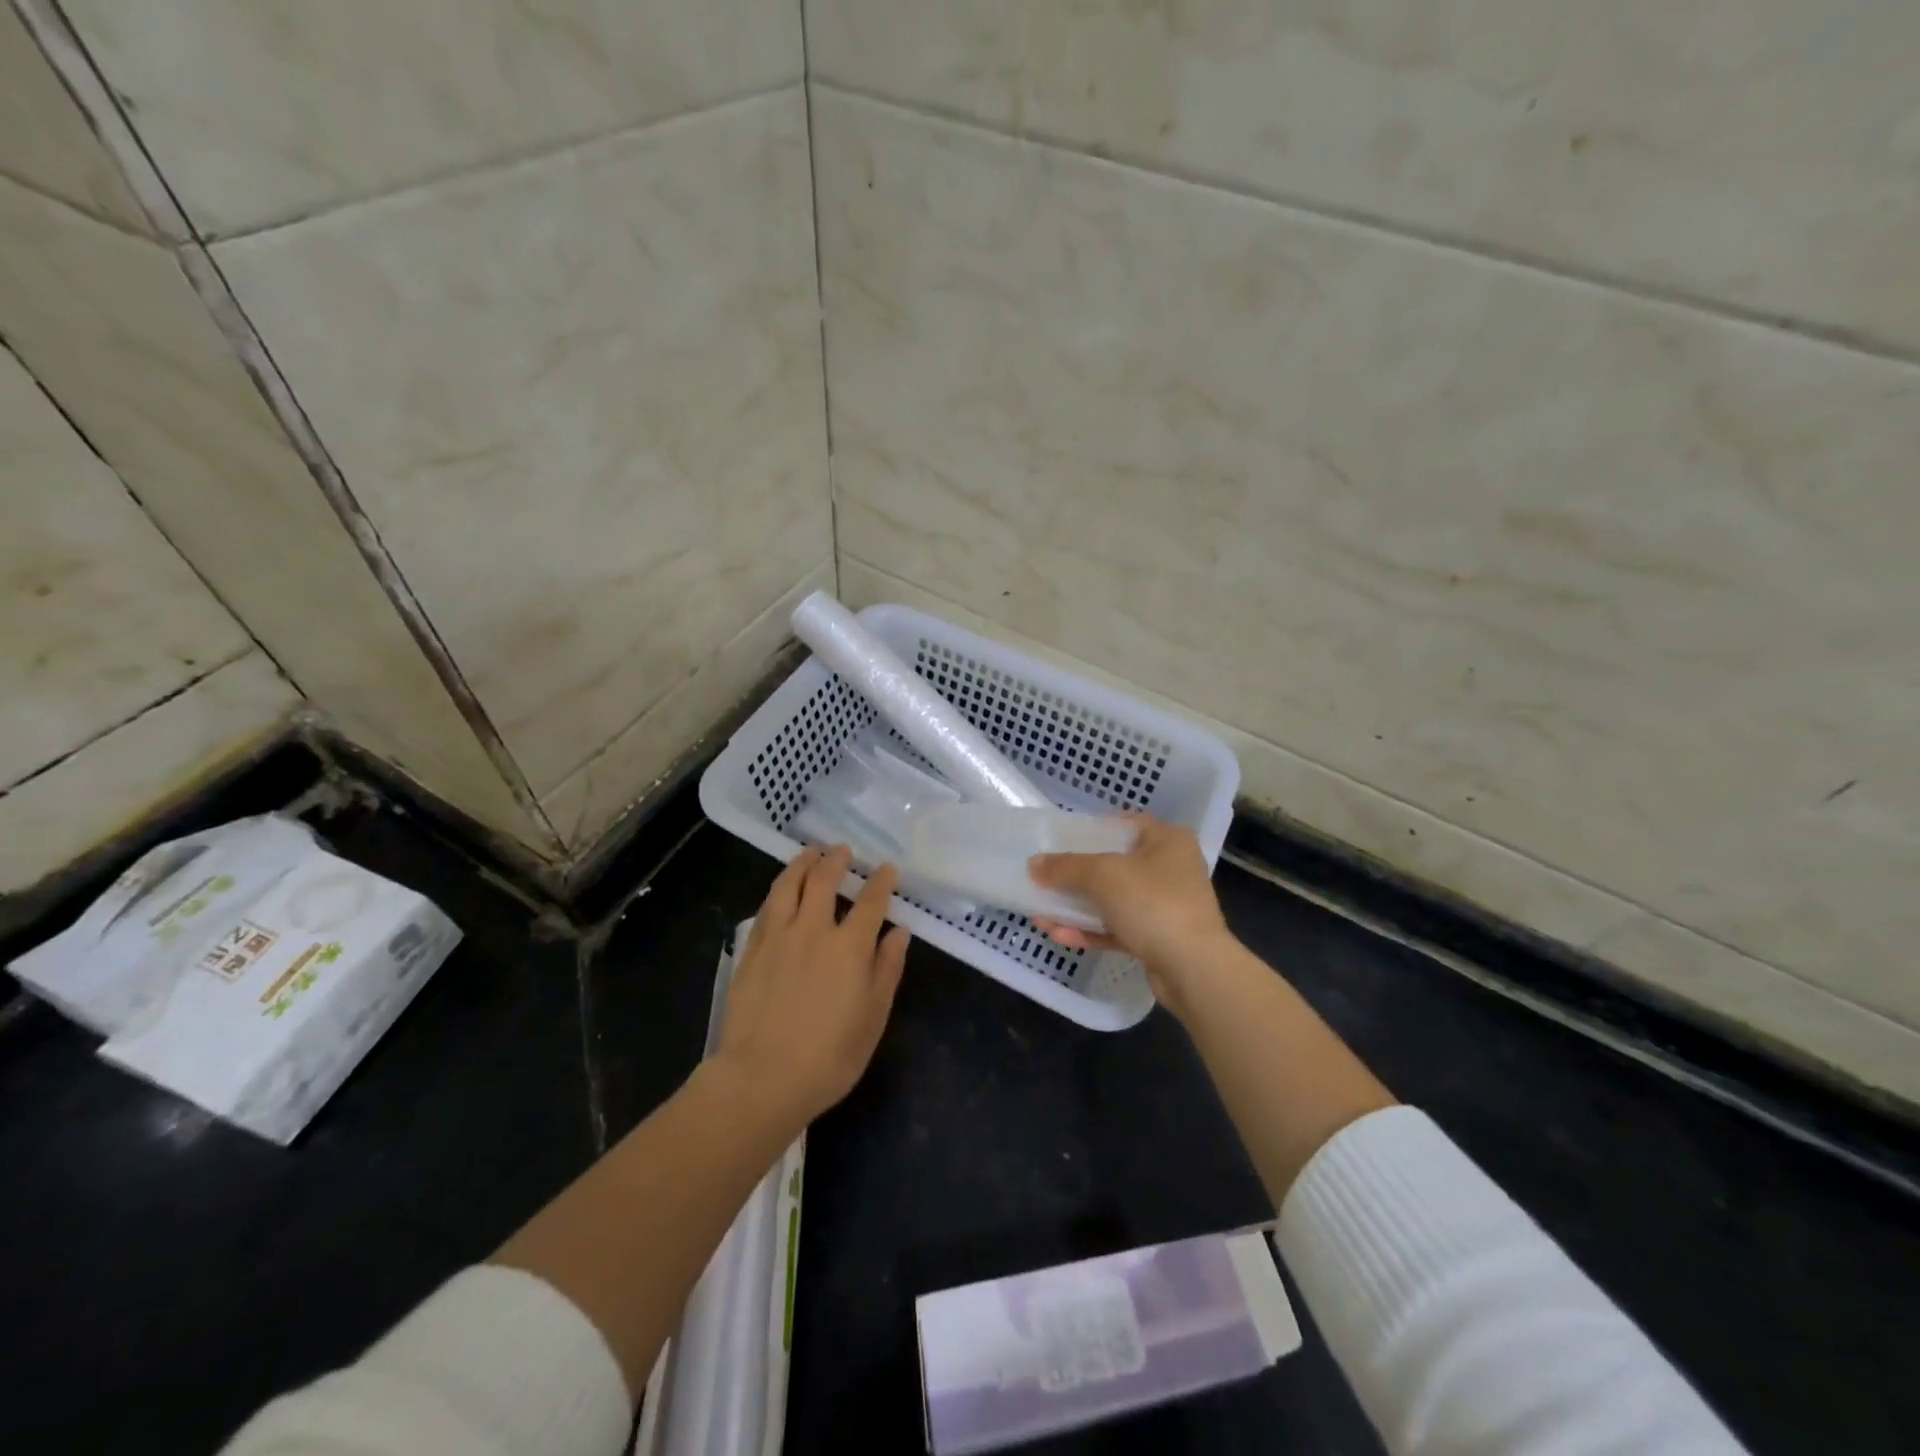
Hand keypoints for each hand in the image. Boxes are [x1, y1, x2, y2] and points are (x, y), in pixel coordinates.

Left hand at [714, 845, 909, 1133]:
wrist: (761, 1078)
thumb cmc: (829, 1057)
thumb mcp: (872, 1019)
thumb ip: (887, 970)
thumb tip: (899, 932)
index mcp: (849, 948)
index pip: (870, 902)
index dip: (880, 881)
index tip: (886, 868)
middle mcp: (813, 931)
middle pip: (823, 881)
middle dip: (836, 860)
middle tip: (842, 850)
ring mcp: (778, 938)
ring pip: (788, 886)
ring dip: (802, 864)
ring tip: (810, 853)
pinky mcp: (751, 951)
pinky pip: (766, 908)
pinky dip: (778, 890)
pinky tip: (781, 889)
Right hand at [1029, 815, 1234, 1017]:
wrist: (1194, 969)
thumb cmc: (1153, 903)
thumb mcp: (1103, 875)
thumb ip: (1065, 867)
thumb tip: (1034, 865)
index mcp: (1167, 840)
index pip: (1124, 824)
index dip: (1091, 830)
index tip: (1061, 840)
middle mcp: (1171, 868)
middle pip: (1114, 864)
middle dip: (1075, 875)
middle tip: (1045, 878)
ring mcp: (1166, 906)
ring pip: (1113, 900)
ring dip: (1077, 907)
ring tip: (1041, 912)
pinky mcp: (1158, 938)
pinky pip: (1118, 927)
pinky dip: (1090, 930)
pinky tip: (1058, 935)